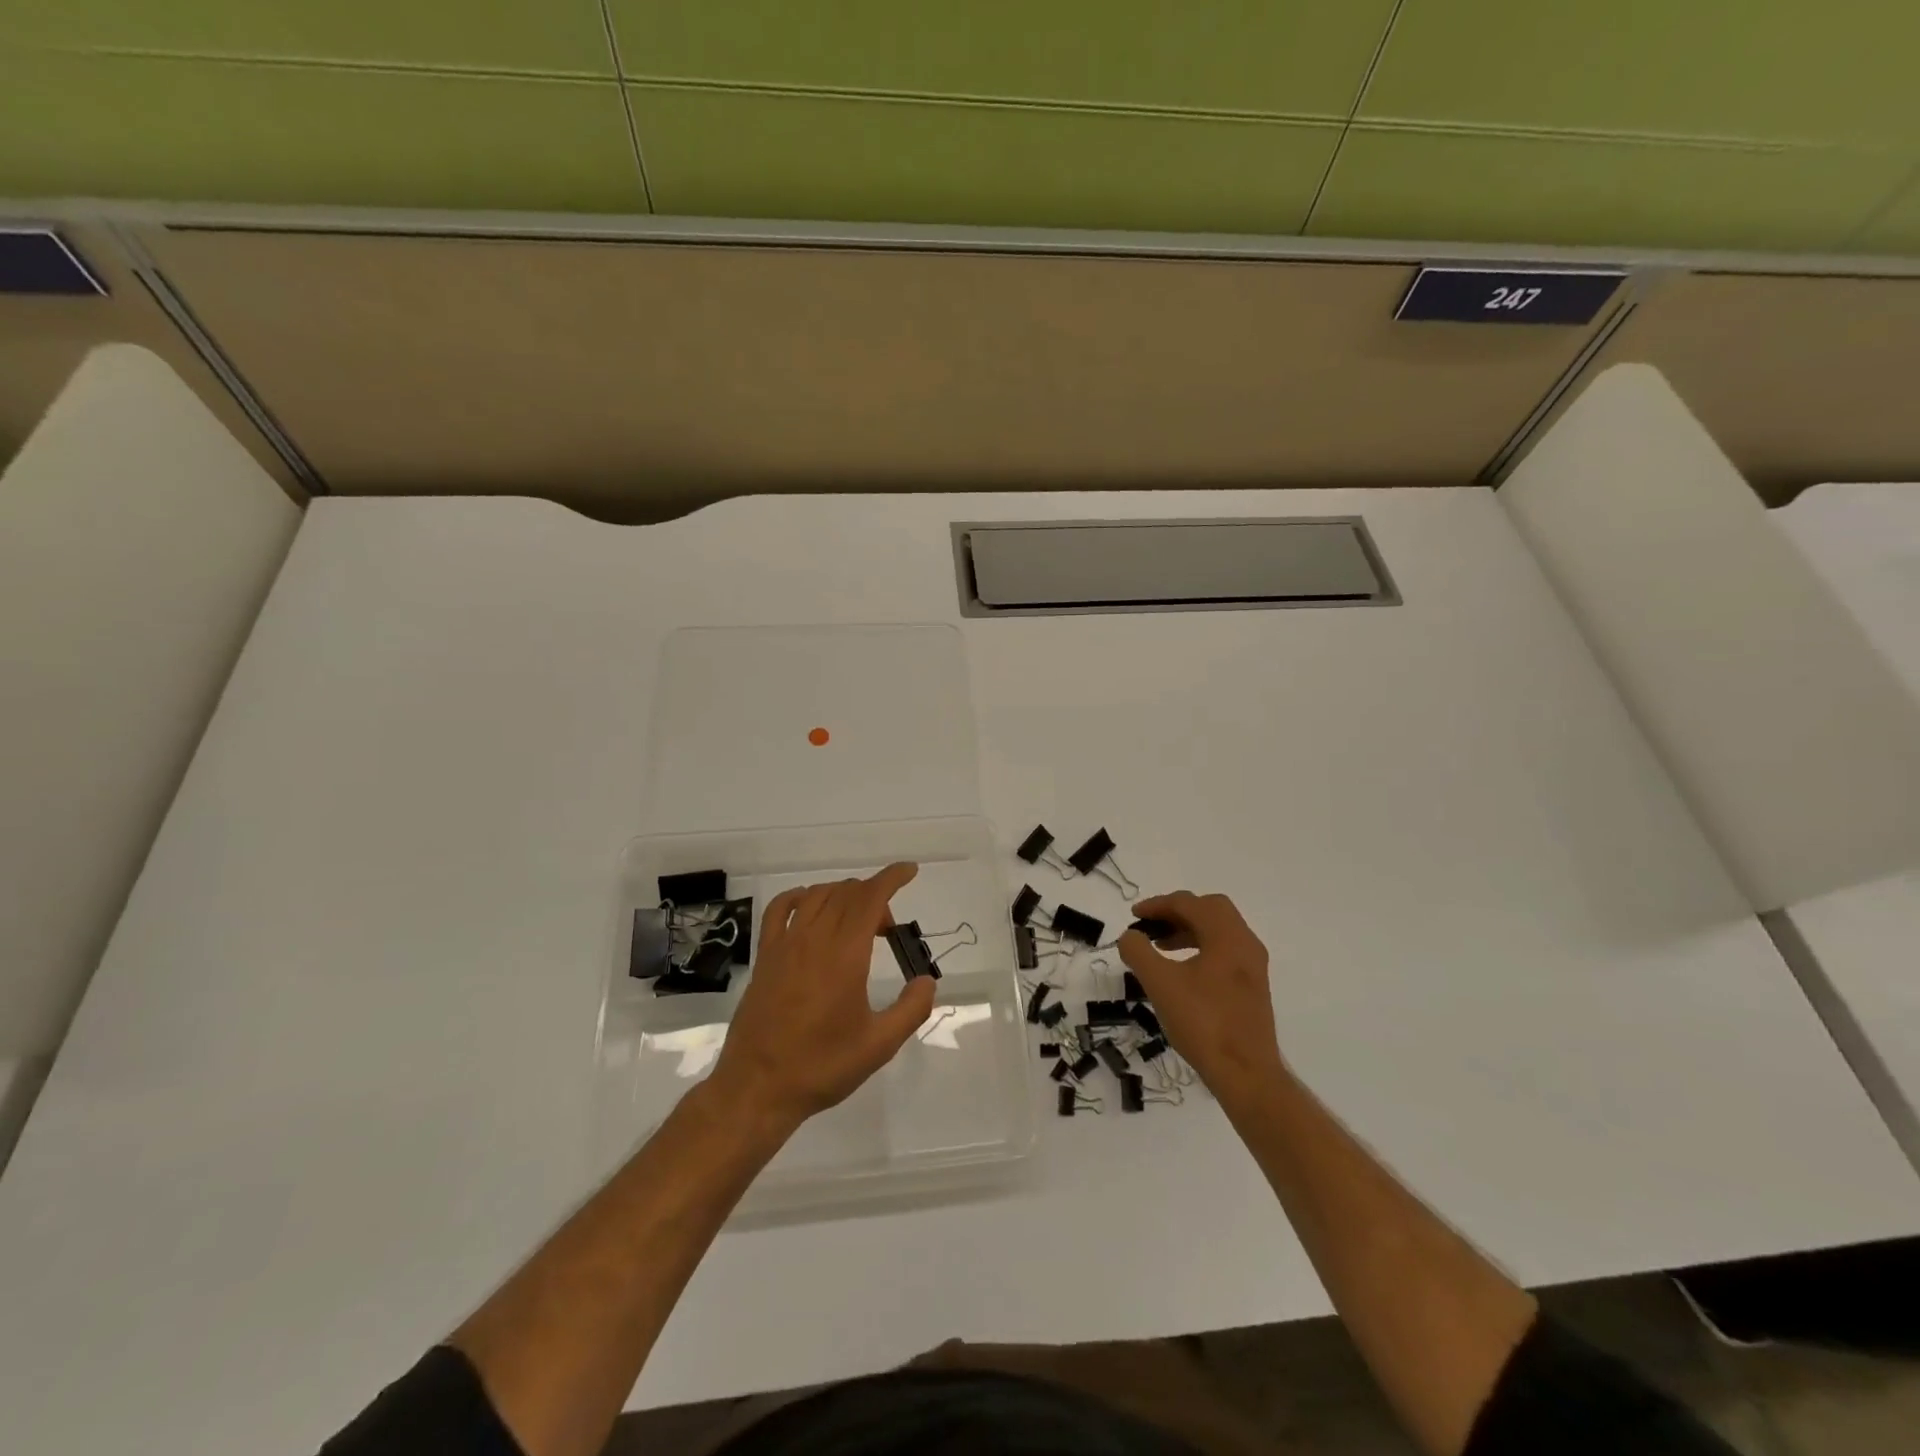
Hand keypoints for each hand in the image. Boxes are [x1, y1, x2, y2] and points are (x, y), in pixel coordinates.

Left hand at [708, 863, 936, 1130]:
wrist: (758, 1088)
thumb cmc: (822, 1067)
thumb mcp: (879, 1045)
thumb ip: (911, 1009)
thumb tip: (927, 981)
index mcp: (844, 956)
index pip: (869, 898)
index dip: (891, 878)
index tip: (909, 871)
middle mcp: (813, 940)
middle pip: (846, 893)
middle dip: (874, 896)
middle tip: (888, 929)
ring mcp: (785, 945)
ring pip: (817, 896)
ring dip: (844, 896)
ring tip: (858, 923)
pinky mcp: (765, 956)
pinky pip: (780, 908)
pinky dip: (800, 897)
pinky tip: (811, 908)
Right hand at [1118, 891, 1282, 1102]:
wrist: (1246, 1074)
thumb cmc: (1202, 1023)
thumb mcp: (1160, 984)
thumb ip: (1139, 952)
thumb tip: (1130, 936)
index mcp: (1227, 936)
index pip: (1189, 903)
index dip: (1158, 905)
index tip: (1134, 916)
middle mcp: (1245, 943)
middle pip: (1211, 909)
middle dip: (1178, 911)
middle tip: (1152, 925)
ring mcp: (1253, 966)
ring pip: (1219, 930)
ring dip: (1189, 929)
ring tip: (1161, 947)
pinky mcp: (1253, 986)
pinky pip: (1225, 950)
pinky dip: (1201, 947)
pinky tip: (1182, 970)